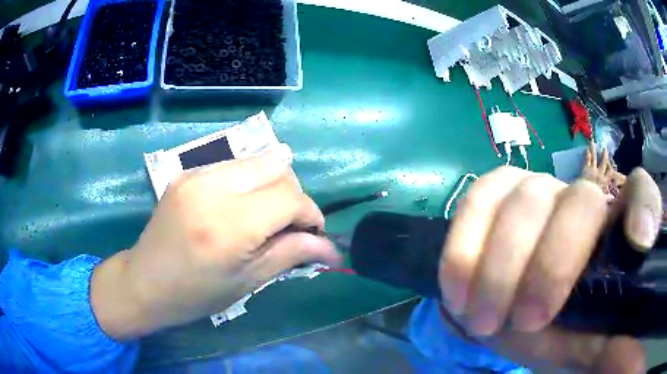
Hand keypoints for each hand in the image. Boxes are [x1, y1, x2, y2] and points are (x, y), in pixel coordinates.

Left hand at [91, 145, 340, 339]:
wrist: (144, 282)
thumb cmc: (196, 295)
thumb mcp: (248, 282)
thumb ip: (292, 255)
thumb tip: (331, 247)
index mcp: (229, 225)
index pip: (289, 198)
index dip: (310, 213)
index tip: (313, 233)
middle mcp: (212, 188)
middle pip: (276, 167)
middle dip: (293, 194)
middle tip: (289, 224)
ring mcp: (195, 175)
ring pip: (256, 161)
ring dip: (272, 184)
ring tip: (266, 215)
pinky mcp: (186, 172)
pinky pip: (233, 166)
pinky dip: (249, 181)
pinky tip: (241, 206)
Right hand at [439, 166, 661, 371]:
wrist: (512, 318)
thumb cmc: (561, 335)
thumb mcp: (589, 349)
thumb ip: (614, 350)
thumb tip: (629, 360)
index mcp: (615, 236)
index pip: (641, 195)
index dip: (642, 208)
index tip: (639, 242)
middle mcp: (584, 203)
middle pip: (580, 201)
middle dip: (552, 266)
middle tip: (527, 322)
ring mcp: (538, 192)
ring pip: (525, 200)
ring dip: (500, 267)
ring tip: (483, 320)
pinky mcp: (495, 196)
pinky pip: (478, 200)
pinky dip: (463, 246)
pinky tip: (457, 292)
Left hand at [582, 143, 625, 197]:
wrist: (586, 196)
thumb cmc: (594, 200)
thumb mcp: (603, 200)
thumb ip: (608, 199)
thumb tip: (613, 199)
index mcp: (605, 181)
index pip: (611, 175)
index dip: (616, 172)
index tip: (620, 170)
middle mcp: (600, 173)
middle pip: (603, 162)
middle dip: (604, 155)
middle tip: (605, 148)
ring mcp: (593, 170)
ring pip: (595, 158)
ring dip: (594, 150)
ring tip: (593, 142)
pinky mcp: (586, 169)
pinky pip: (587, 160)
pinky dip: (587, 154)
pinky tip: (586, 148)